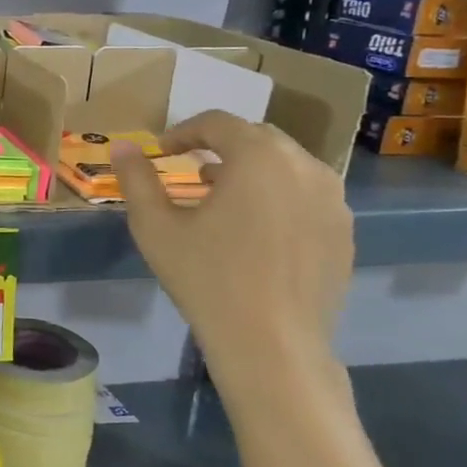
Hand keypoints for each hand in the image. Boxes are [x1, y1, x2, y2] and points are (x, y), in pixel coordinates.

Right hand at [111, 111, 352, 406]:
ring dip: (252, 169)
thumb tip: (121, 146)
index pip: (217, 123)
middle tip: (191, 169)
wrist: (272, 344)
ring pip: (287, 164)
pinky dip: (279, 195)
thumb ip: (137, 179)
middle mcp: (303, 166)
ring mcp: (332, 199)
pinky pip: (308, 194)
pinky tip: (256, 229)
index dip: (184, 131)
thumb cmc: (206, 278)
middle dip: (221, 146)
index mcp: (257, 157)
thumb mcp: (156, 227)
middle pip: (257, 137)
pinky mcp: (344, 230)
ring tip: (223, 197)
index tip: (162, 152)